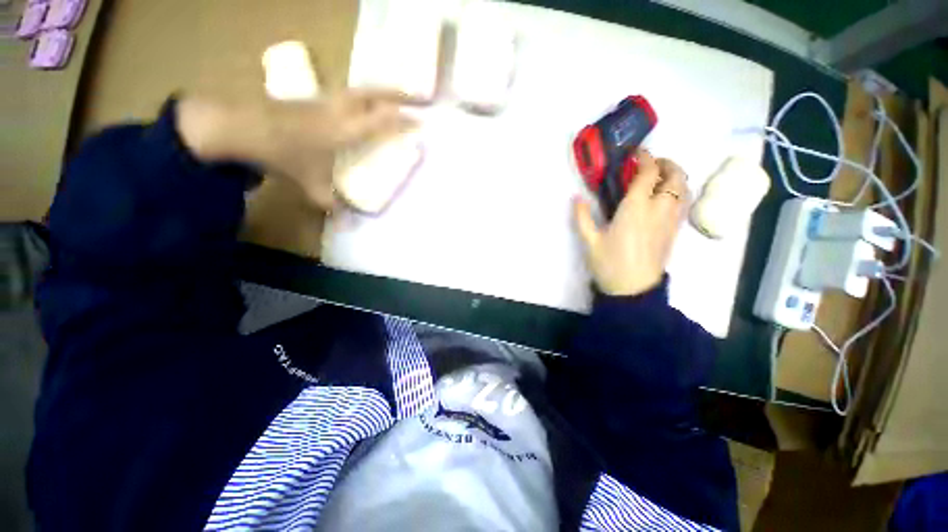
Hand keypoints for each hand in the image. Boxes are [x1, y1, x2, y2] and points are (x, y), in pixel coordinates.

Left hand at [178, 89, 414, 209]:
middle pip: (372, 94)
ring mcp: (323, 100)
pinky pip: (343, 94)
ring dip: (378, 91)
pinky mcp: (311, 99)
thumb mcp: (308, 183)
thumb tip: (341, 217)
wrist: (240, 127)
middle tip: (415, 95)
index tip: (421, 121)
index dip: (402, 121)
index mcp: (344, 131)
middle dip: (396, 93)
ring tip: (392, 95)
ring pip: (357, 89)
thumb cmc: (281, 155)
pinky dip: (358, 95)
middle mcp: (338, 110)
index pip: (381, 122)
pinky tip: (358, 102)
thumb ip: (328, 201)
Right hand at [574, 150, 688, 296]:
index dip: (645, 158)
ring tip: (660, 178)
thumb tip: (576, 198)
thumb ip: (582, 217)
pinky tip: (665, 198)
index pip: (648, 173)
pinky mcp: (675, 231)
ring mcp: (670, 220)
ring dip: (675, 176)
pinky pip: (684, 203)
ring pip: (684, 188)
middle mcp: (658, 209)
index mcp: (635, 208)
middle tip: (650, 163)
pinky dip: (679, 192)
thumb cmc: (609, 263)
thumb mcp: (589, 241)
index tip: (636, 154)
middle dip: (666, 163)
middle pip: (674, 176)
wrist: (633, 290)